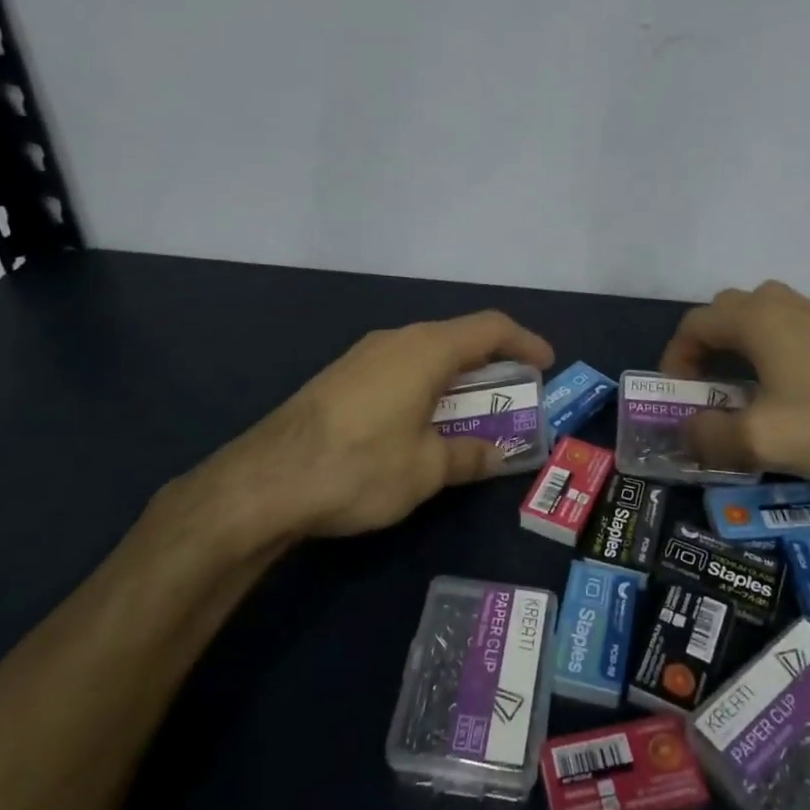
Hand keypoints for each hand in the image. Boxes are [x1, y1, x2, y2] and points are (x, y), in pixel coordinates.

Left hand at [153, 311, 554, 552]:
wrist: (263, 482)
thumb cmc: (359, 467)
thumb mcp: (426, 470)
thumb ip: (469, 456)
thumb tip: (499, 455)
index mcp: (426, 350)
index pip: (490, 327)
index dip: (524, 341)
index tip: (546, 364)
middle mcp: (396, 340)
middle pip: (458, 337)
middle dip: (492, 364)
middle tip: (514, 396)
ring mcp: (362, 356)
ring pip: (426, 353)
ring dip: (457, 377)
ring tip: (471, 412)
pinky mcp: (340, 377)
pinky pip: (399, 368)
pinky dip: (426, 385)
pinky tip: (420, 422)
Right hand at [660, 280, 809, 482]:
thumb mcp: (763, 439)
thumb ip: (710, 437)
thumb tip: (687, 433)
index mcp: (756, 318)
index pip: (694, 325)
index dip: (675, 359)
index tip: (678, 397)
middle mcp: (784, 305)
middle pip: (726, 314)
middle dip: (707, 350)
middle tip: (708, 391)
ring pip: (763, 320)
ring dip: (743, 350)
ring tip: (746, 393)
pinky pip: (795, 334)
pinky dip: (777, 355)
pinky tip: (794, 394)